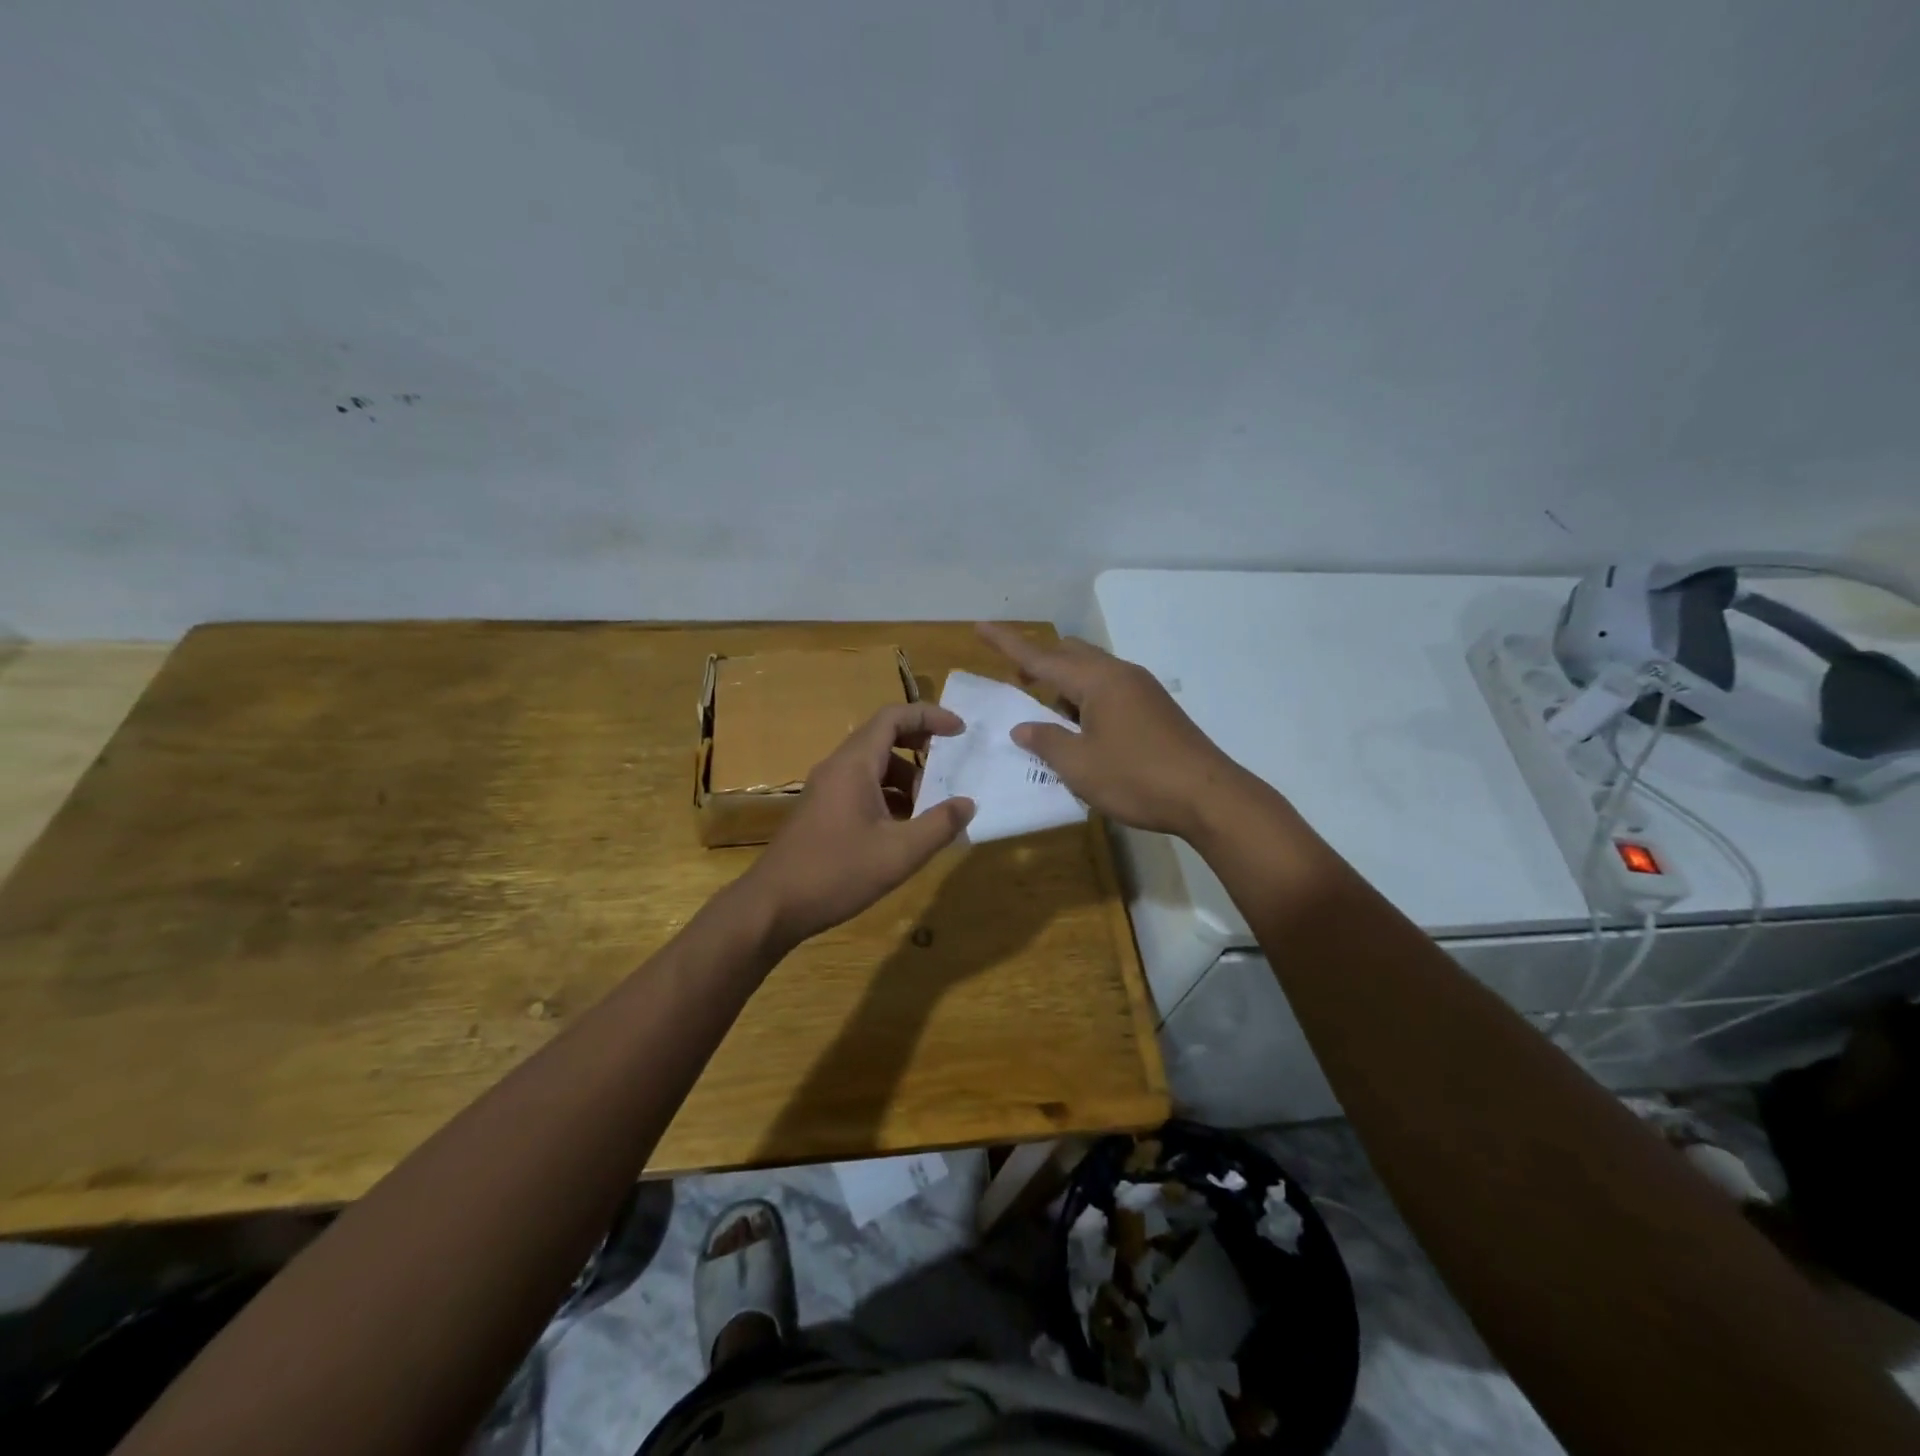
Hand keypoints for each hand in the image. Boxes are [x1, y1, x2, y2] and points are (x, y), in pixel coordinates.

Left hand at [741, 703, 974, 952]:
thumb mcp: (900, 853)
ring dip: (905, 778)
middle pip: (882, 737)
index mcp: (854, 765)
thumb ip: (939, 825)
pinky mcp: (821, 811)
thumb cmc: (837, 873)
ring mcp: (825, 790)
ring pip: (872, 766)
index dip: (929, 716)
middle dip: (920, 746)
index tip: (960, 730)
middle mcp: (837, 768)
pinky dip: (888, 796)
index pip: (893, 717)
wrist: (772, 906)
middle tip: (950, 764)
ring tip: (930, 808)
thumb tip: (968, 803)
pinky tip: (903, 829)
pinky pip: (861, 788)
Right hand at [976, 622, 1245, 839]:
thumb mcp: (1080, 766)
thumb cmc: (1137, 778)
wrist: (1209, 797)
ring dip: (1064, 684)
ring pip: (1092, 672)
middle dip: (1040, 663)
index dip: (1007, 643)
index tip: (980, 627)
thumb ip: (1046, 741)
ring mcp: (1143, 690)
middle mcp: (1121, 675)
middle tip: (1018, 682)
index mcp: (1098, 681)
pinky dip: (1086, 699)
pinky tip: (1083, 730)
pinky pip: (1110, 689)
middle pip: (1071, 654)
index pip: (1041, 657)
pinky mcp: (1155, 709)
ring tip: (1048, 716)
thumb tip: (1023, 727)